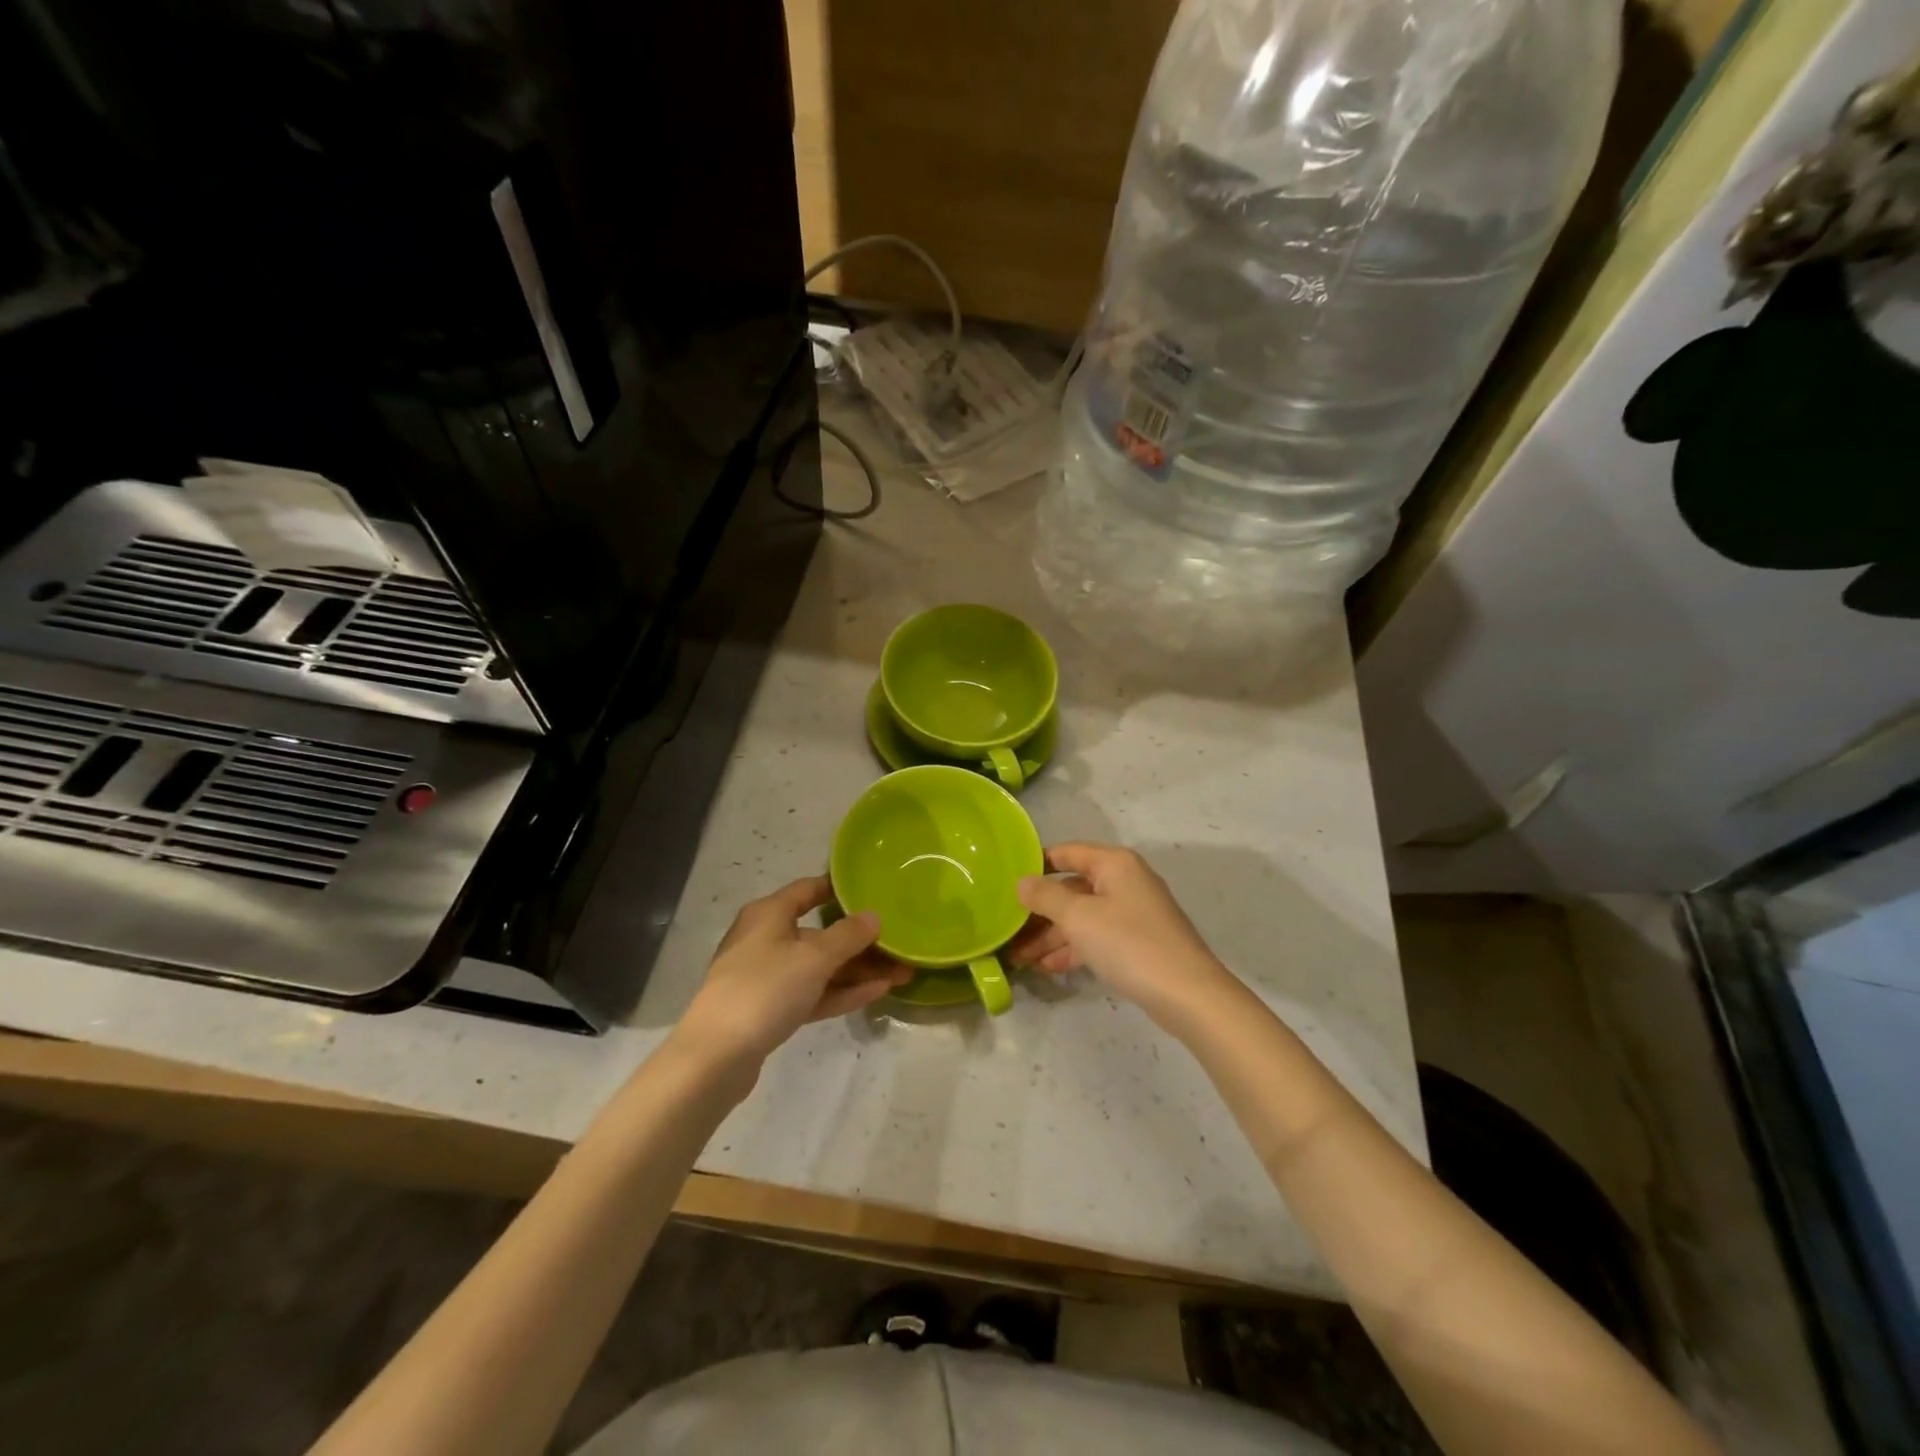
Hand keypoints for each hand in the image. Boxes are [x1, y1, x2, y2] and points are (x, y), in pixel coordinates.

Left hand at [674, 877, 910, 1075]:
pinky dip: (841, 991)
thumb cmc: (764, 989)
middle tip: (900, 944)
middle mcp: (767, 939)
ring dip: (858, 970)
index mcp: (769, 914)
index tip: (873, 891)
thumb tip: (873, 916)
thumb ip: (848, 935)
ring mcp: (768, 976)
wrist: (715, 1056)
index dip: (839, 889)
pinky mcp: (771, 1009)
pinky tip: (878, 992)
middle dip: (860, 941)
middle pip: (820, 933)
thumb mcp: (813, 957)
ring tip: (901, 972)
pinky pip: (813, 992)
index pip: (809, 890)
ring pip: (820, 967)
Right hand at [1010, 843, 1233, 1031]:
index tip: (1007, 882)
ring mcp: (1134, 913)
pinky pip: (1097, 937)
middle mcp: (1125, 881)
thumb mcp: (1078, 917)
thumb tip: (1022, 881)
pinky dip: (1073, 949)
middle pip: (1072, 888)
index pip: (1066, 852)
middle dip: (1040, 911)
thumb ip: (1045, 896)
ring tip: (1020, 958)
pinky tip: (1048, 968)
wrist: (1188, 994)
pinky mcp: (1138, 942)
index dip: (1036, 864)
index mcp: (1114, 864)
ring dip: (1052, 936)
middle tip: (1008, 931)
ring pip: (1083, 917)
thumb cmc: (1129, 944)